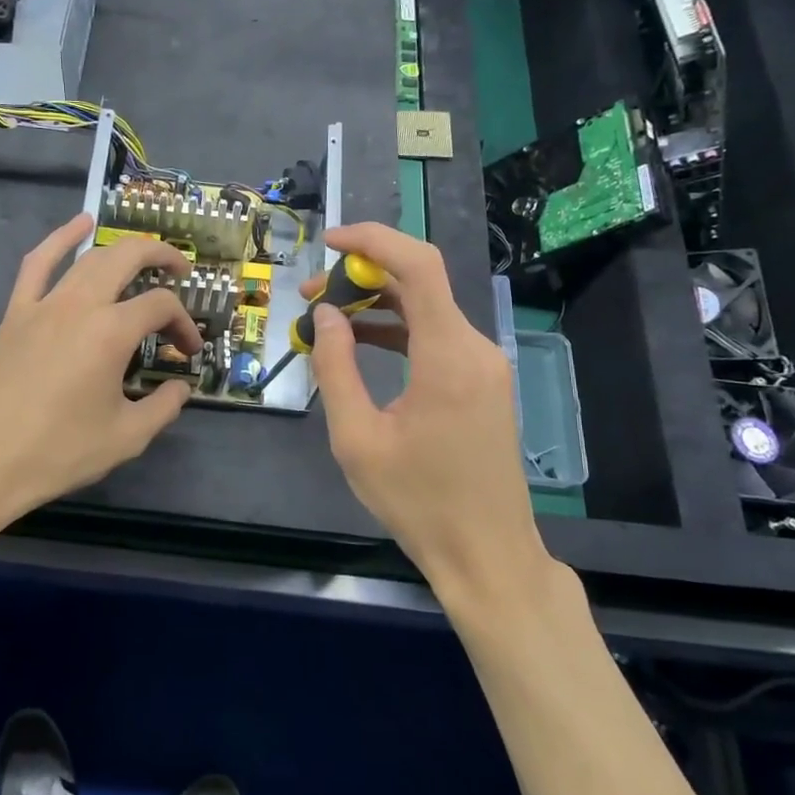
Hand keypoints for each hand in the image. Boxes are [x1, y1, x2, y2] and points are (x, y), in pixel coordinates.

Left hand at [0, 213, 201, 536]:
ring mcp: (43, 304)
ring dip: (122, 248)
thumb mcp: (126, 438)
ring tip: (144, 254)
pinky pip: (38, 263)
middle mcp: (79, 305)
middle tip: (181, 273)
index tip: (189, 353)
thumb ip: (163, 408)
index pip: (161, 307)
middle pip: (128, 258)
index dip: (184, 324)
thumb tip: (180, 388)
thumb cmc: (57, 452)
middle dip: (162, 258)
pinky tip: (79, 224)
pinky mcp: (15, 313)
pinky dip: (60, 238)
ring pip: (89, 257)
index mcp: (111, 332)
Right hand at [305, 223, 550, 594]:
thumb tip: (325, 312)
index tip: (327, 242)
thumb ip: (336, 367)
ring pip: (427, 309)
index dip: (372, 240)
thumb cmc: (417, 502)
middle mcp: (474, 348)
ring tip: (324, 316)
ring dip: (377, 304)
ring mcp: (483, 365)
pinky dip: (398, 330)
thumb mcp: (357, 438)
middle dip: (361, 275)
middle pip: (420, 282)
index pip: (418, 266)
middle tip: (309, 292)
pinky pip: (436, 337)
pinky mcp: (481, 383)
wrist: (486, 554)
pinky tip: (360, 342)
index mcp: (448, 356)